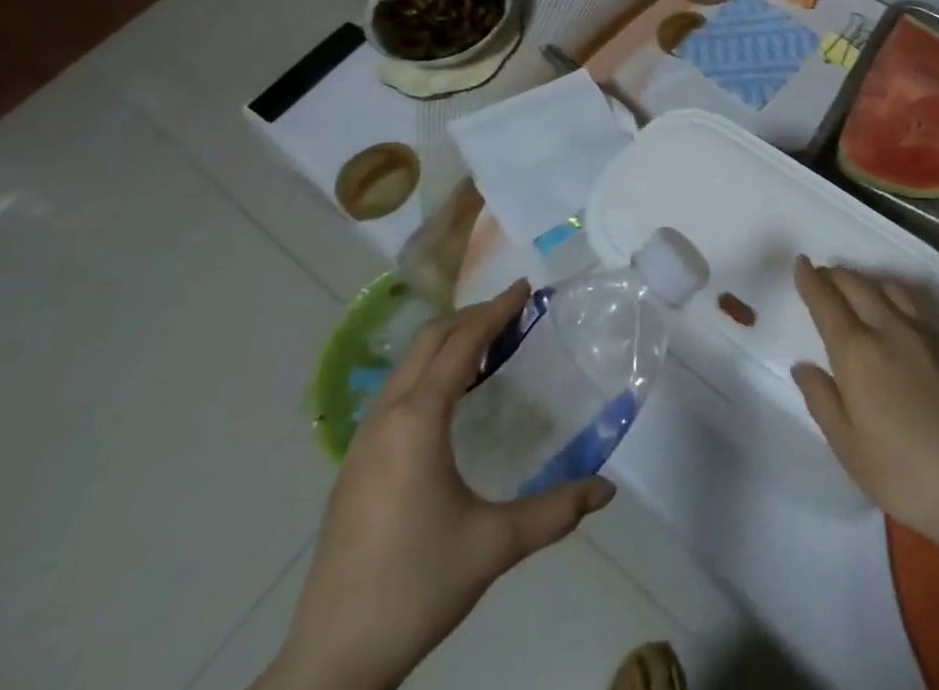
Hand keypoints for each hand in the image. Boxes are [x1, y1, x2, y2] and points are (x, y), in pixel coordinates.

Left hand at [260, 281, 616, 689]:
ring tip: (486, 348)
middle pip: (428, 342)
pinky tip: (450, 402)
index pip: (461, 344)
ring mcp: (363, 442)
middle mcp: (386, 417)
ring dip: (446, 344)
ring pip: (407, 366)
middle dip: (470, 318)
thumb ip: (554, 512)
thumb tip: (606, 491)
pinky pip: (396, 393)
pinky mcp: (355, 466)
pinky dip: (428, 373)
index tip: (524, 287)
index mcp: (417, 420)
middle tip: (511, 312)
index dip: (495, 311)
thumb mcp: (493, 546)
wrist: (331, 660)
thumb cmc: (415, 586)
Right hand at [791, 256, 938, 548]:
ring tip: (854, 288)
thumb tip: (803, 366)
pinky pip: (910, 303)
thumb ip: (822, 400)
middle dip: (835, 275)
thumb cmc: (904, 472)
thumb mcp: (848, 447)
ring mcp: (922, 335)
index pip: (826, 302)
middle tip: (821, 274)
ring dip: (864, 281)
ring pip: (887, 288)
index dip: (810, 280)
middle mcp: (888, 329)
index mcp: (857, 351)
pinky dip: (890, 295)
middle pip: (857, 285)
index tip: (800, 263)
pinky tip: (892, 312)